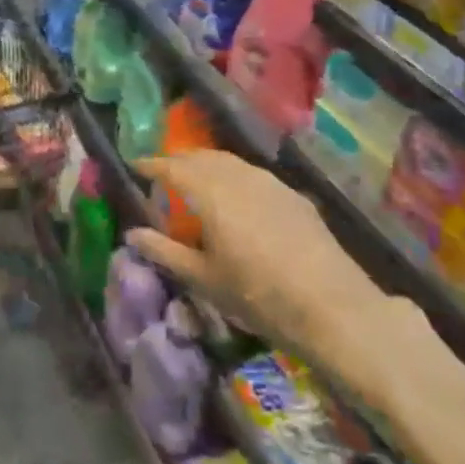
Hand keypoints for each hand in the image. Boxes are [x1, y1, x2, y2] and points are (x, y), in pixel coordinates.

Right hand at [127, 151, 389, 361]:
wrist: (331, 306)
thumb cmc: (257, 295)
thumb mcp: (203, 278)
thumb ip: (164, 251)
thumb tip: (132, 234)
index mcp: (211, 193)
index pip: (173, 167)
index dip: (152, 164)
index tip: (135, 165)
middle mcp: (239, 177)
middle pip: (202, 157)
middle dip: (179, 160)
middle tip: (163, 173)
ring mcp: (270, 183)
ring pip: (230, 162)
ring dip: (207, 165)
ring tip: (196, 181)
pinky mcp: (293, 195)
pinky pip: (253, 175)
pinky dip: (233, 177)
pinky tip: (236, 198)